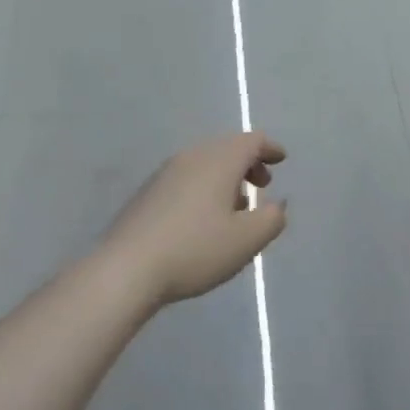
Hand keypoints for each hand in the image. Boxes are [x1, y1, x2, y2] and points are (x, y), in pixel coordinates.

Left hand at [102, 133, 287, 305]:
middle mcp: (191, 157)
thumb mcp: (246, 240)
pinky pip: (186, 177)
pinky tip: (204, 216)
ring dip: (226, 176)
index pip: (251, 141)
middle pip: (226, 147)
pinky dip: (205, 186)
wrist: (128, 267)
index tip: (281, 159)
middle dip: (248, 162)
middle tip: (262, 184)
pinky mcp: (148, 192)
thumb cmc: (195, 250)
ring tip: (237, 205)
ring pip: (204, 163)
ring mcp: (165, 173)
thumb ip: (271, 219)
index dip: (270, 148)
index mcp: (218, 161)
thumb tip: (277, 204)